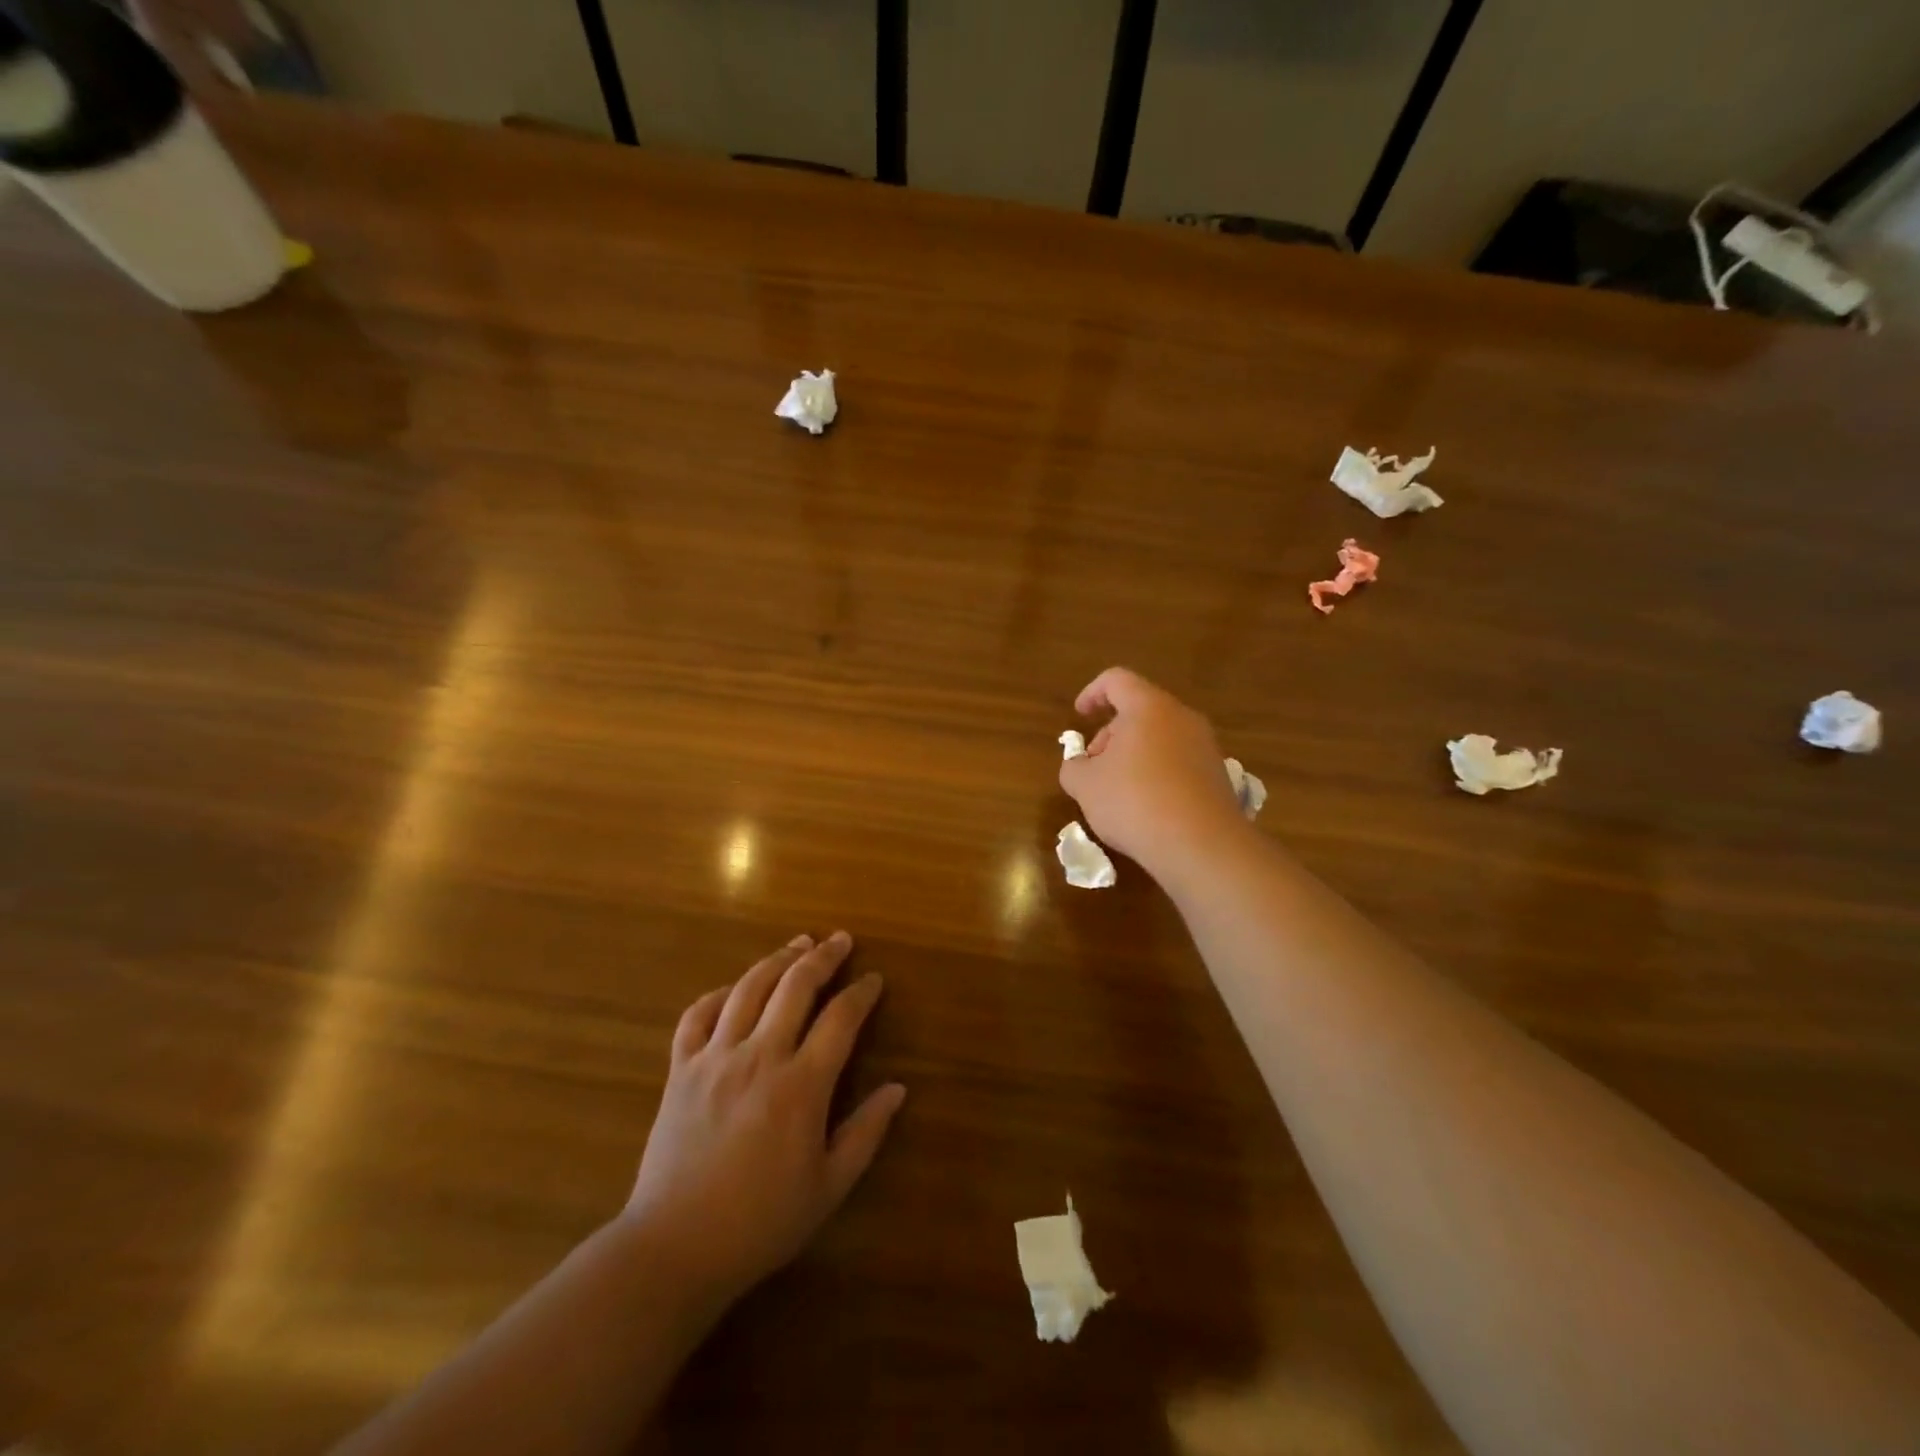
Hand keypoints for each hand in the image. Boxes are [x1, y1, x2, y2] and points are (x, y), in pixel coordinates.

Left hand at [620, 932, 904, 1311]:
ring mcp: (714, 1059)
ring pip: (749, 988)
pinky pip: (698, 1014)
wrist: (673, 1249)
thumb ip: (866, 1133)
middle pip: (795, 986)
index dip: (861, 993)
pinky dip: (719, 993)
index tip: (874, 980)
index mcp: (801, 1086)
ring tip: (798, 944)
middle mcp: (759, 1058)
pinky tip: (736, 988)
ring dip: (777, 959)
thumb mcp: (828, 1188)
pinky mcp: (680, 1069)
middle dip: (823, 957)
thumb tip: (898, 1088)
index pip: (840, 1019)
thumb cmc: (760, 1223)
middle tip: (840, 940)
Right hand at [1060, 666, 1252, 880]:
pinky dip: (1157, 773)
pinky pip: (1179, 762)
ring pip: (1161, 737)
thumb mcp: (1085, 786)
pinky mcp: (1218, 775)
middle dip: (1111, 733)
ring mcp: (1206, 746)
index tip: (1079, 716)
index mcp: (1149, 708)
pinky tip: (1147, 808)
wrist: (1202, 846)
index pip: (1117, 680)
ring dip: (1134, 755)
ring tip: (1118, 791)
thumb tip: (1079, 766)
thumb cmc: (1134, 802)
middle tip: (1094, 767)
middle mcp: (1182, 718)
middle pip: (1140, 710)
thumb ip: (1073, 767)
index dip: (1092, 693)